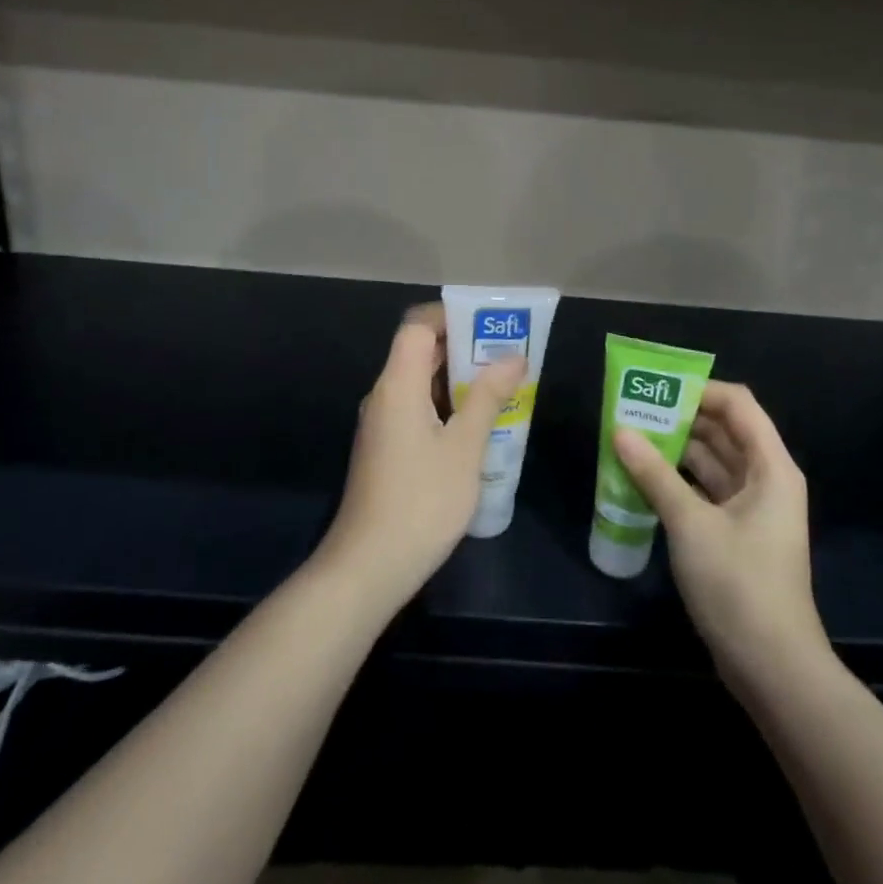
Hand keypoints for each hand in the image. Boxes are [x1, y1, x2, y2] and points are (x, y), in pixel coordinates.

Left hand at [317, 304, 525, 613]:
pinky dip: (446, 405)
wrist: (369, 567)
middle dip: (463, 347)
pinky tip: (477, 425)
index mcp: (397, 385)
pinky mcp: (385, 449)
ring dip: (458, 379)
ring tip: (502, 385)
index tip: (489, 323)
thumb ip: (488, 398)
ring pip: (419, 383)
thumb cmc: (421, 501)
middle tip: (507, 353)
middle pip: (418, 352)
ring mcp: (382, 425)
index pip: (416, 327)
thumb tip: (513, 358)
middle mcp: (384, 396)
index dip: (450, 316)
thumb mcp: (464, 448)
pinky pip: (416, 409)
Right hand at [612, 381, 827, 688]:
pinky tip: (642, 478)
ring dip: (675, 450)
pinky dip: (678, 481)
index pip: (738, 405)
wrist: (772, 666)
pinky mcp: (737, 534)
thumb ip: (654, 474)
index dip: (700, 389)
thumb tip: (620, 431)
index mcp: (770, 467)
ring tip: (630, 438)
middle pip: (724, 431)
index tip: (656, 388)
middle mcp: (765, 479)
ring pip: (712, 462)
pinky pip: (706, 491)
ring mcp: (752, 508)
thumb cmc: (738, 584)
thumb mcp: (691, 524)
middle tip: (632, 410)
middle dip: (680, 418)